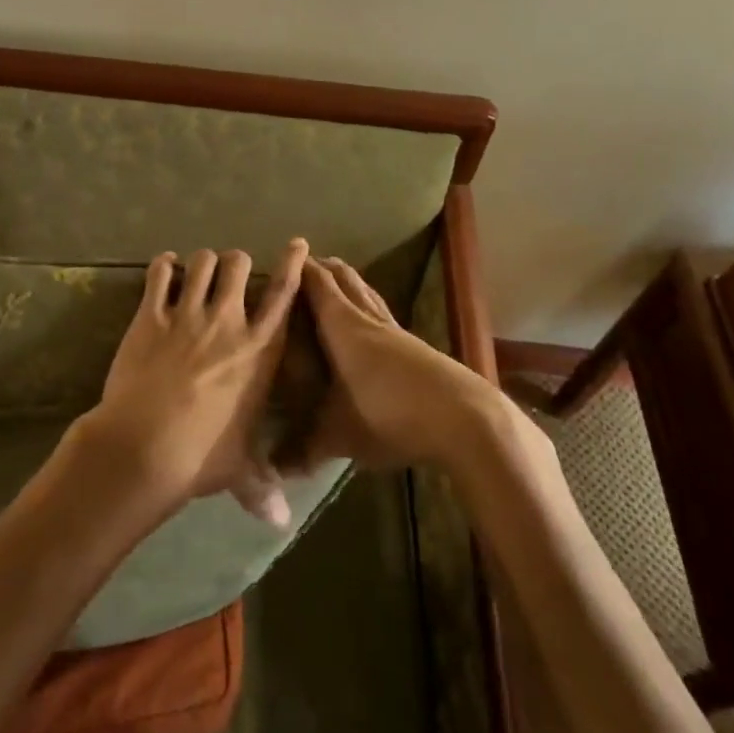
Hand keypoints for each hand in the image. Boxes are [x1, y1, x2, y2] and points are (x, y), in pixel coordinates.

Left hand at [77, 240, 309, 523]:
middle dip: (237, 263)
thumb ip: (262, 486)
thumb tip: (281, 523)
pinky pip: (159, 274)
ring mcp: (187, 314)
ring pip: (201, 262)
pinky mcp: (150, 315)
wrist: (144, 447)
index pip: (283, 295)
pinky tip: (164, 268)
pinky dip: (163, 266)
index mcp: (259, 350)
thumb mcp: (239, 470)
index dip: (293, 264)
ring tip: (197, 270)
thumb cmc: (202, 456)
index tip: (297, 244)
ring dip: (202, 262)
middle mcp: (228, 321)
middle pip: (239, 264)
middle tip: (230, 273)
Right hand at [290, 255, 498, 470]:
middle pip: (344, 279)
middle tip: (303, 266)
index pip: (316, 283)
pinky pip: (383, 314)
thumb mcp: (339, 436)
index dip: (298, 269)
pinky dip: (368, 307)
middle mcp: (367, 318)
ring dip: (349, 283)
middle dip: (323, 268)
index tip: (278, 262)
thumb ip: (303, 451)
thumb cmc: (388, 414)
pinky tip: (368, 324)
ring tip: (334, 282)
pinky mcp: (416, 346)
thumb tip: (270, 470)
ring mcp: (395, 330)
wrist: (463, 418)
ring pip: (367, 293)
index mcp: (342, 325)